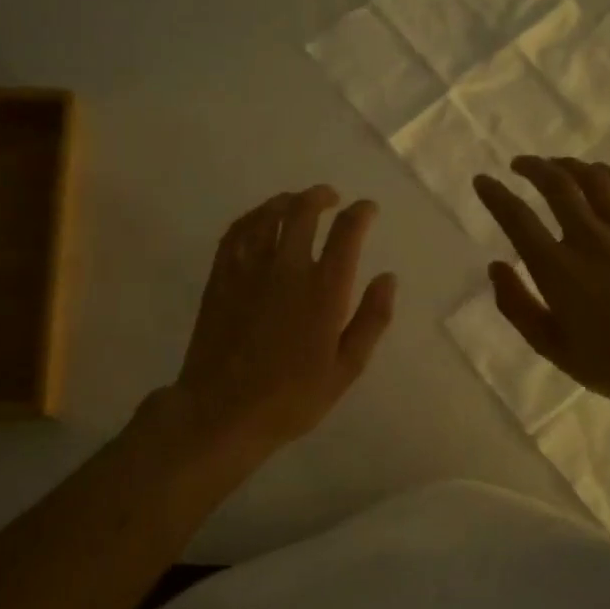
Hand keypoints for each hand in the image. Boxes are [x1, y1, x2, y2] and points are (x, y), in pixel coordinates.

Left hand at [172, 186, 396, 461]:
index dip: (361, 213)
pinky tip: (260, 220)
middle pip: (303, 211)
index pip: (346, 232)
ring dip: (287, 201)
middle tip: (330, 198)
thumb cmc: (292, 398)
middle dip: (321, 197)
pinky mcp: (221, 276)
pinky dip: (253, 217)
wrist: (222, 412)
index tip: (367, 209)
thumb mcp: (346, 368)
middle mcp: (287, 268)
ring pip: (268, 215)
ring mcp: (249, 269)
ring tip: (297, 202)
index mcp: (323, 290)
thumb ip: (371, 319)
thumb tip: (388, 278)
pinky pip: (237, 231)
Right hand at [472, 157, 609, 411]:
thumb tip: (496, 266)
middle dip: (532, 167)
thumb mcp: (550, 346)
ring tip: (556, 166)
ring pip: (594, 179)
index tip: (483, 180)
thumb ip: (517, 305)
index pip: (517, 218)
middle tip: (519, 165)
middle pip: (556, 185)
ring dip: (568, 165)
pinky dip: (608, 175)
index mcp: (557, 269)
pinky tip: (598, 174)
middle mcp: (589, 239)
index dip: (495, 195)